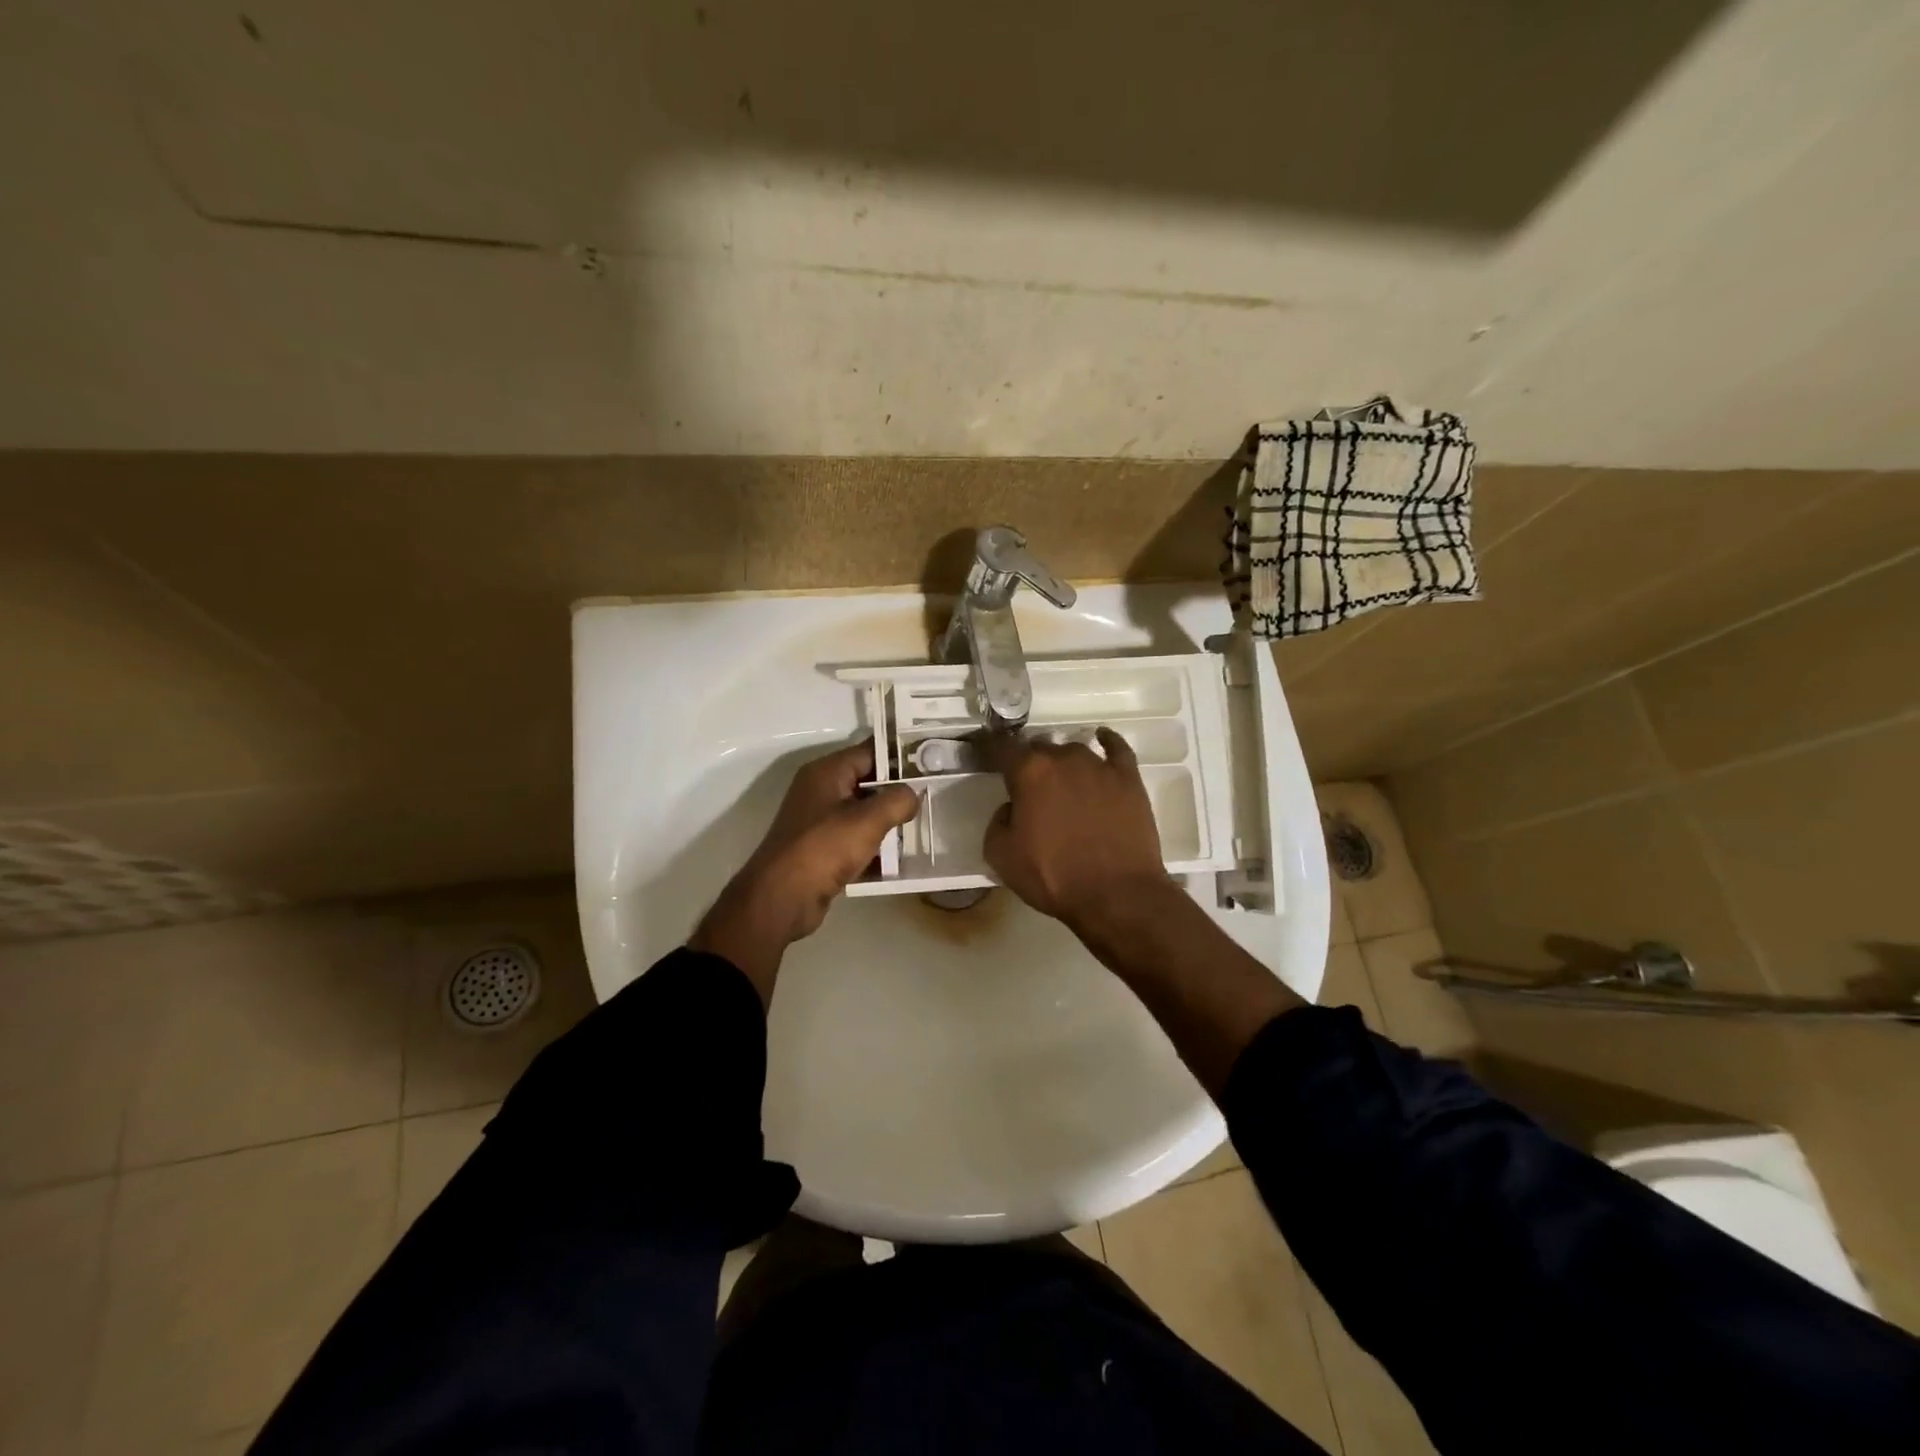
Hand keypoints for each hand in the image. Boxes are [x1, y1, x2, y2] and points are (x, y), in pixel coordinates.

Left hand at [691, 740, 918, 1002]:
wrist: (782, 898)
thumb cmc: (824, 848)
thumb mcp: (868, 820)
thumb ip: (897, 800)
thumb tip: (912, 795)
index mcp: (827, 772)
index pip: (870, 752)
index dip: (900, 756)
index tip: (931, 764)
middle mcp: (821, 790)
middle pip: (868, 782)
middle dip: (898, 792)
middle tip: (933, 797)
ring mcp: (819, 821)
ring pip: (863, 813)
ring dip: (888, 822)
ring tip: (922, 828)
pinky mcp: (821, 849)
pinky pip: (855, 840)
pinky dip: (874, 847)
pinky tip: (900, 859)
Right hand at [983, 727, 1175, 933]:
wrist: (1117, 895)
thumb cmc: (1054, 877)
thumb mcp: (1002, 857)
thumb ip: (998, 822)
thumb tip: (1012, 809)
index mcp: (1030, 772)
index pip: (1001, 748)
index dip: (989, 748)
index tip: (984, 753)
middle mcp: (1064, 758)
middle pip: (1039, 748)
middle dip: (1029, 763)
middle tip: (1028, 787)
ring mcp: (1100, 766)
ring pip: (1074, 751)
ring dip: (1063, 763)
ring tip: (1063, 783)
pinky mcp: (1129, 779)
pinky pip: (1116, 749)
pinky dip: (1107, 742)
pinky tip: (1102, 740)